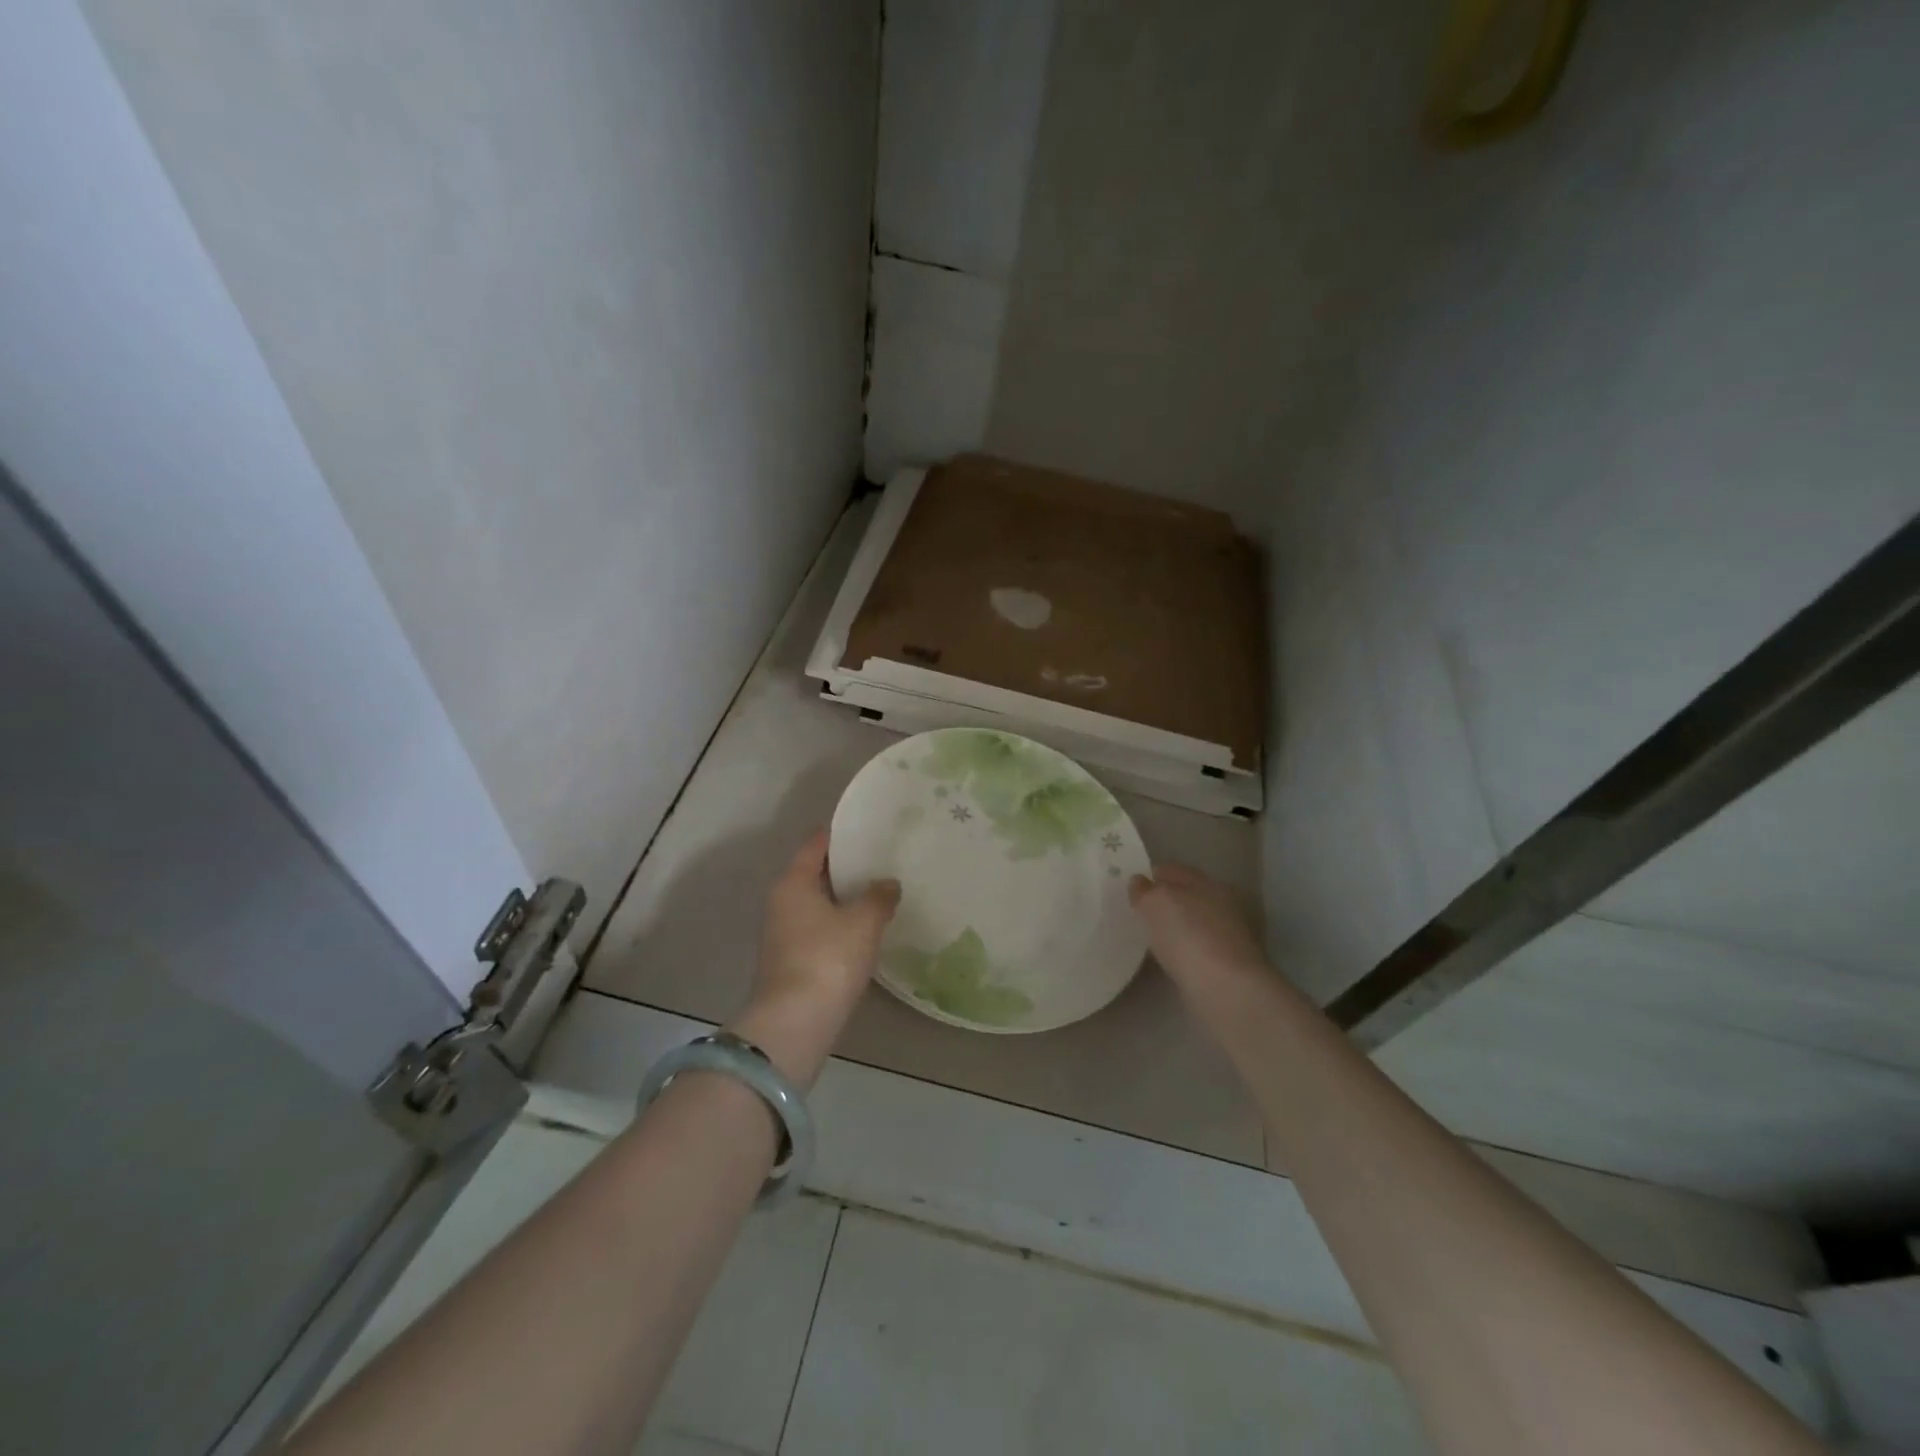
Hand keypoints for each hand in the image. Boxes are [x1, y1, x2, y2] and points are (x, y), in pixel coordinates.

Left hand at [727, 830, 898, 1087]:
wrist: (794, 1023)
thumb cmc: (828, 958)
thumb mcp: (863, 922)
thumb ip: (878, 896)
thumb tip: (888, 883)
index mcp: (793, 881)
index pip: (817, 844)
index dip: (842, 833)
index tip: (869, 828)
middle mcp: (781, 901)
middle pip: (815, 873)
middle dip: (847, 867)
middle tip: (883, 860)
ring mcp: (782, 933)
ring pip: (817, 903)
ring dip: (844, 898)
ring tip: (880, 893)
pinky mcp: (789, 960)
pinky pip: (818, 928)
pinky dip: (839, 924)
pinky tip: (865, 930)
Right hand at [1128, 863, 1267, 988]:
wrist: (1226, 989)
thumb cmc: (1187, 936)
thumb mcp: (1154, 903)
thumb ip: (1144, 890)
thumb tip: (1138, 882)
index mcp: (1205, 882)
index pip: (1172, 870)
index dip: (1149, 875)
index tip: (1129, 887)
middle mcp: (1221, 903)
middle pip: (1185, 895)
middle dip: (1163, 901)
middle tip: (1136, 912)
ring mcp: (1227, 935)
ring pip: (1191, 922)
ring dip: (1174, 927)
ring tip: (1148, 936)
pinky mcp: (1227, 965)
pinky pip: (1195, 948)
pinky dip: (1182, 950)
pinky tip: (1167, 958)